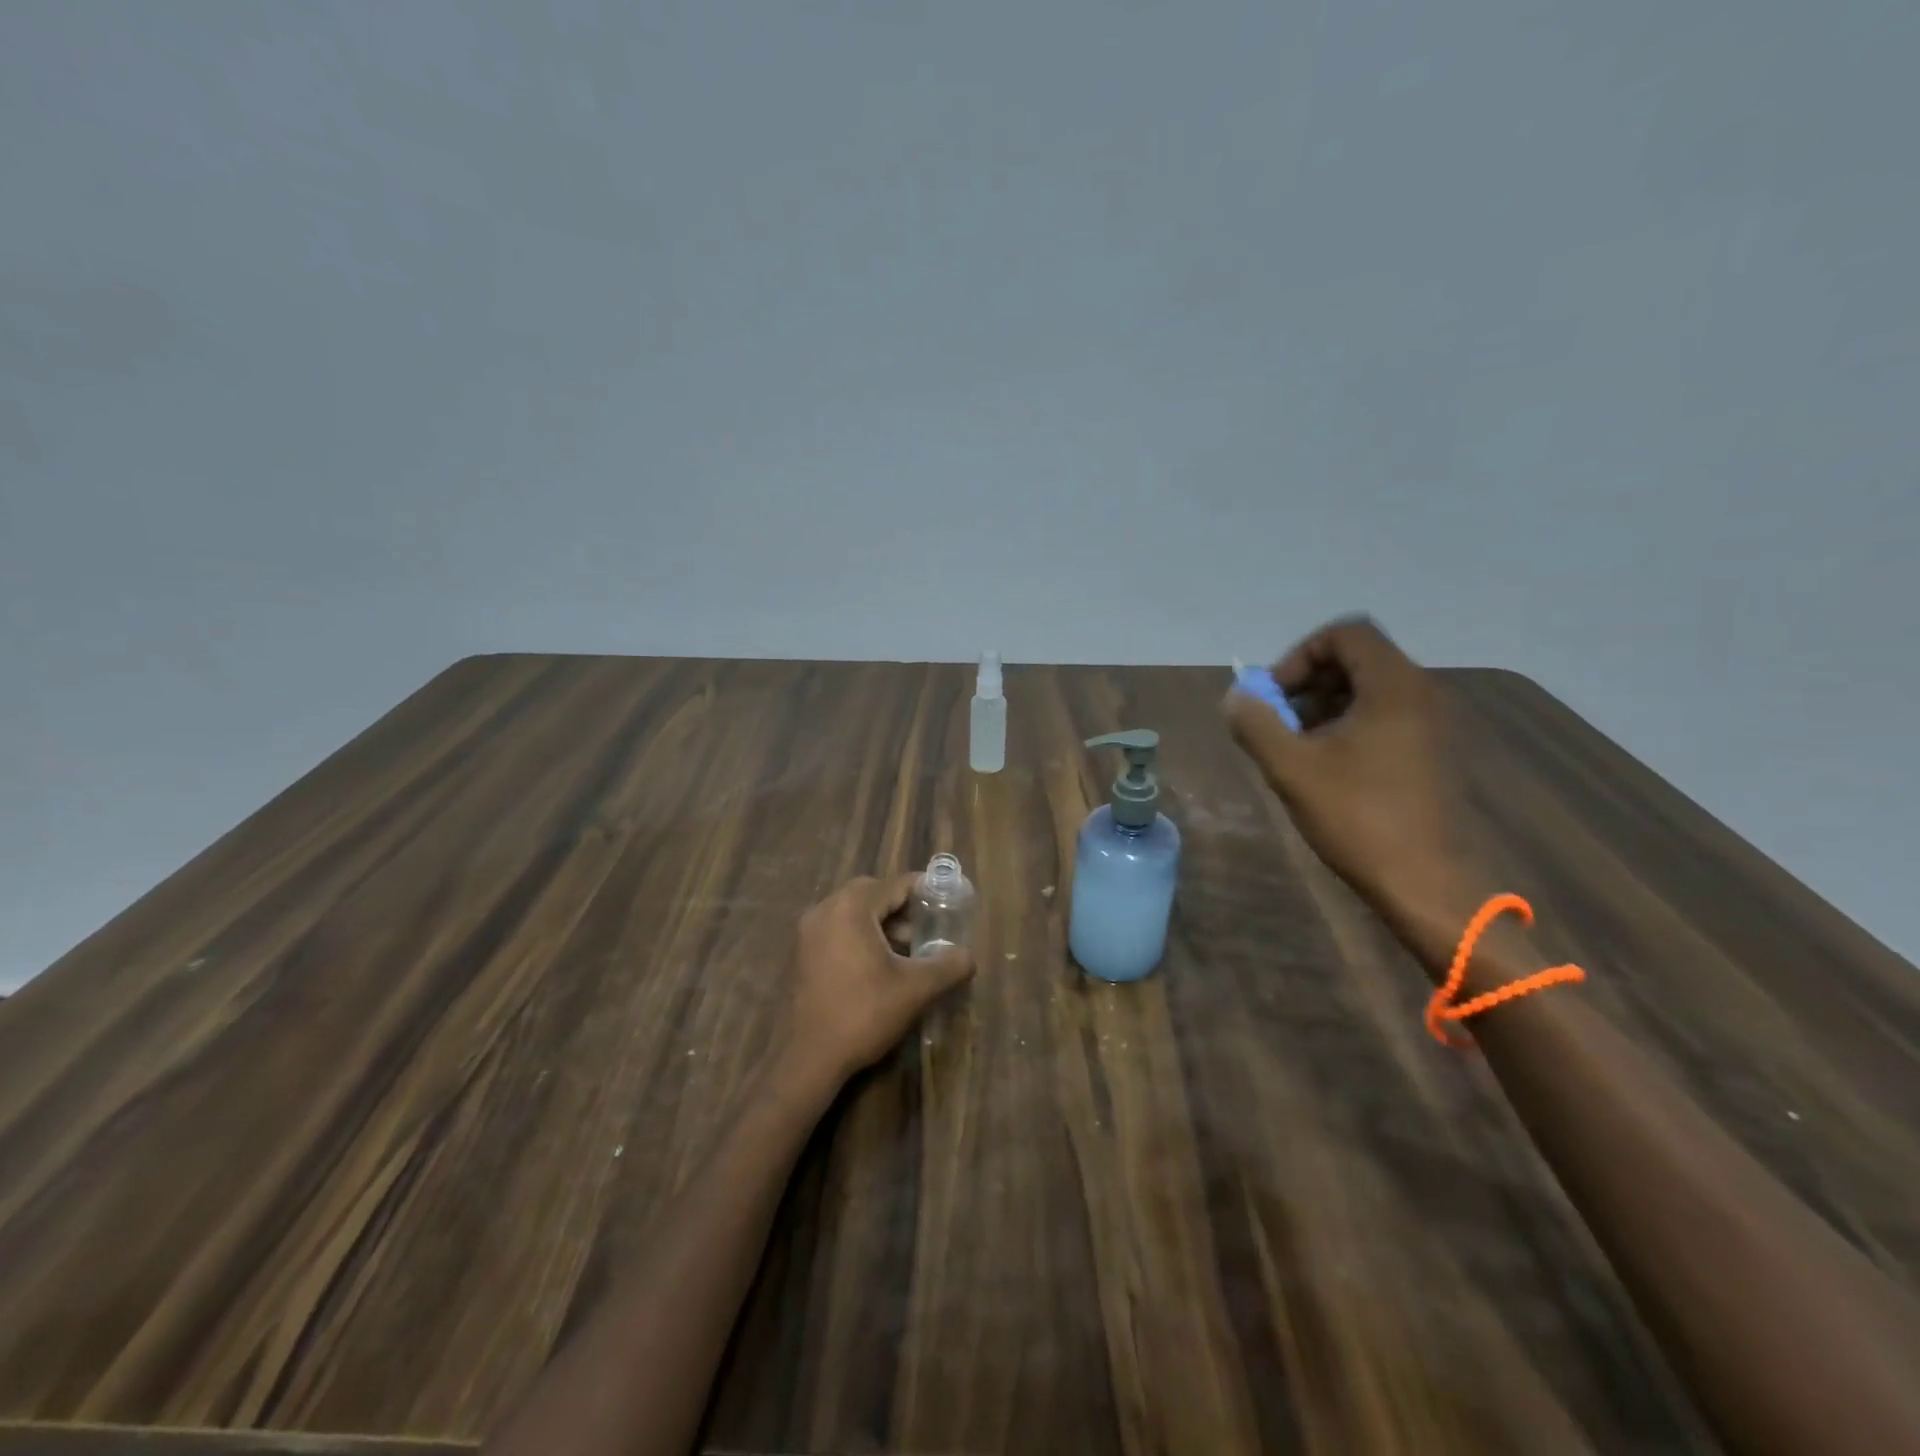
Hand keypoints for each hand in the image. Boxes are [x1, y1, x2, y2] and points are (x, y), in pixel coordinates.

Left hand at [781, 874, 975, 1089]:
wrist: (806, 1058)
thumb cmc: (862, 1014)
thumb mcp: (916, 989)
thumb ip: (948, 966)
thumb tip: (967, 956)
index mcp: (851, 907)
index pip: (896, 884)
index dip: (925, 891)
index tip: (947, 902)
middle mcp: (825, 909)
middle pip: (872, 893)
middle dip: (902, 907)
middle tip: (927, 927)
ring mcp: (807, 932)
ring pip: (852, 912)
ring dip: (881, 923)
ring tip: (907, 950)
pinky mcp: (800, 954)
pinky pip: (837, 930)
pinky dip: (860, 936)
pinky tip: (878, 966)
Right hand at [1222, 616, 1479, 971]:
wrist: (1429, 884)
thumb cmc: (1359, 818)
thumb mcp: (1291, 768)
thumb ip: (1255, 724)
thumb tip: (1235, 697)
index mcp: (1394, 686)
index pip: (1346, 633)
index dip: (1300, 655)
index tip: (1275, 697)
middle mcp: (1421, 694)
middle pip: (1357, 659)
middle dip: (1308, 684)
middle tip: (1280, 724)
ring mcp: (1433, 725)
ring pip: (1369, 690)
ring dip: (1324, 708)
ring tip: (1298, 750)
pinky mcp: (1434, 753)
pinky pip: (1385, 717)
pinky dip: (1349, 727)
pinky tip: (1328, 770)